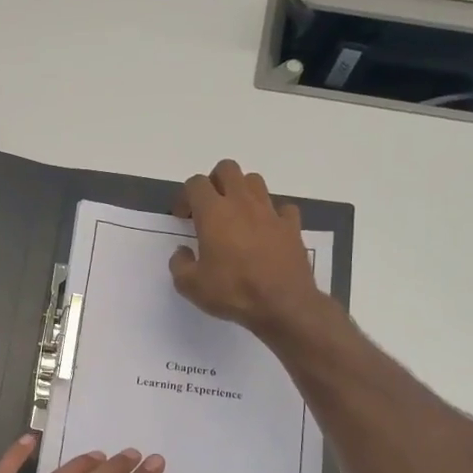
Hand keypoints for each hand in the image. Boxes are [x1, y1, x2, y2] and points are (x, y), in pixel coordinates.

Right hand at [170, 159, 321, 335]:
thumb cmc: (233, 292)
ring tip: (237, 215)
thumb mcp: (191, 286)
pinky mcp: (291, 226)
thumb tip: (182, 252)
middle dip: (215, 181)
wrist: (283, 304)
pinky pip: (282, 208)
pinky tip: (267, 231)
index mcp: (214, 212)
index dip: (185, 196)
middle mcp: (242, 203)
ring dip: (242, 191)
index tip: (183, 217)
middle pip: (227, 169)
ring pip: (255, 181)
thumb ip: (180, 264)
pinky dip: (273, 214)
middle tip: (210, 207)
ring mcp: (270, 212)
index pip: (195, 183)